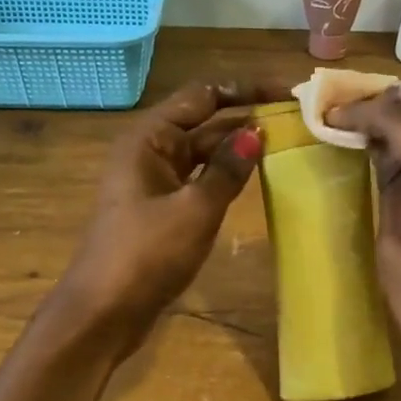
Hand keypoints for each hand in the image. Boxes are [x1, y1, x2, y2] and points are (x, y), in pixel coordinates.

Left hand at [51, 78, 285, 352]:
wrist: (104, 312)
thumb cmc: (146, 255)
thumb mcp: (195, 210)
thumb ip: (227, 169)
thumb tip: (257, 132)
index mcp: (149, 138)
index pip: (203, 95)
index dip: (245, 89)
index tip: (288, 90)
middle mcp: (149, 152)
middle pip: (203, 121)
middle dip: (245, 117)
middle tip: (297, 118)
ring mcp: (154, 182)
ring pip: (202, 153)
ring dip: (237, 147)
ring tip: (286, 143)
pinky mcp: (161, 210)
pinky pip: (198, 180)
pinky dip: (224, 176)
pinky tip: (254, 178)